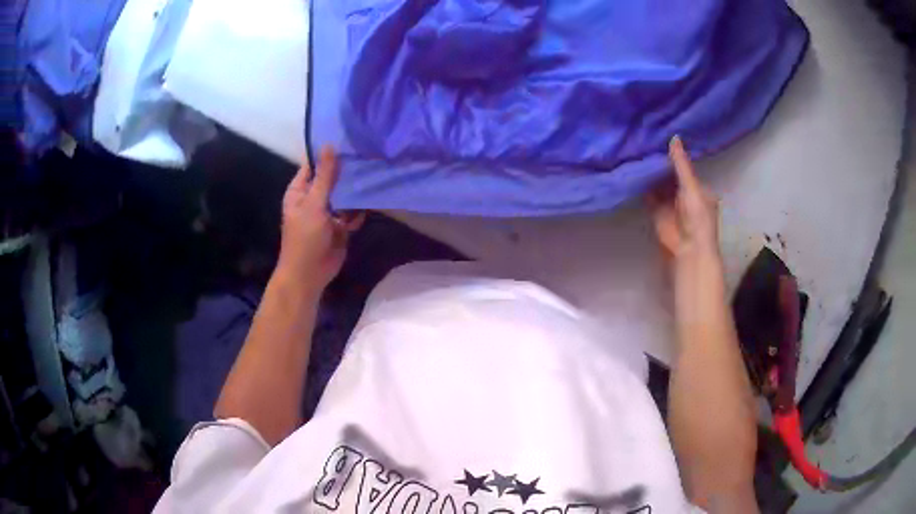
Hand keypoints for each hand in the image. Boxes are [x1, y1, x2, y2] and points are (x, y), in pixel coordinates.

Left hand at [276, 146, 363, 291]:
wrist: (309, 274)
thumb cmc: (305, 237)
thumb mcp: (314, 203)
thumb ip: (324, 176)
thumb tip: (329, 145)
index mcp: (300, 191)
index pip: (314, 165)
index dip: (328, 154)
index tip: (349, 139)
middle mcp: (314, 198)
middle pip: (332, 179)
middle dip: (347, 171)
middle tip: (368, 154)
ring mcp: (328, 212)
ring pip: (344, 195)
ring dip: (355, 190)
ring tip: (373, 174)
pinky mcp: (341, 226)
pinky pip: (352, 212)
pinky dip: (359, 210)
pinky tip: (369, 203)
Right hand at [648, 136, 719, 261]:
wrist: (687, 247)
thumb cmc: (697, 217)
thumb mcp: (691, 187)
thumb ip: (681, 164)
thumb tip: (674, 136)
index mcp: (699, 188)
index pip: (686, 167)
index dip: (675, 155)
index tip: (661, 137)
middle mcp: (685, 194)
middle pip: (671, 174)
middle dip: (661, 163)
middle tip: (644, 140)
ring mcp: (671, 203)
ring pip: (659, 183)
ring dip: (651, 173)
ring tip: (636, 151)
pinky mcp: (657, 211)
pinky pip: (649, 195)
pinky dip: (642, 186)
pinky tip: (633, 171)